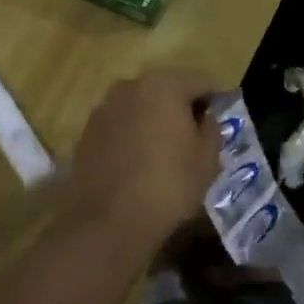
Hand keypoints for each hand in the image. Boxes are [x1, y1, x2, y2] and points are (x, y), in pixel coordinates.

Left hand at [68, 71, 220, 248]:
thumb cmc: (168, 186)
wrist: (109, 222)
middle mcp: (130, 86)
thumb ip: (211, 128)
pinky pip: (120, 124)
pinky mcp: (87, 131)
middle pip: (166, 89)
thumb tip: (205, 116)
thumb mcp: (207, 160)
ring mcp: (104, 108)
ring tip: (163, 152)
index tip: (216, 125)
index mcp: (164, 86)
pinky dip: (131, 134)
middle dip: (181, 108)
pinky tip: (137, 162)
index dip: (213, 102)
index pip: (200, 82)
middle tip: (192, 139)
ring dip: (153, 120)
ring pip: (140, 105)